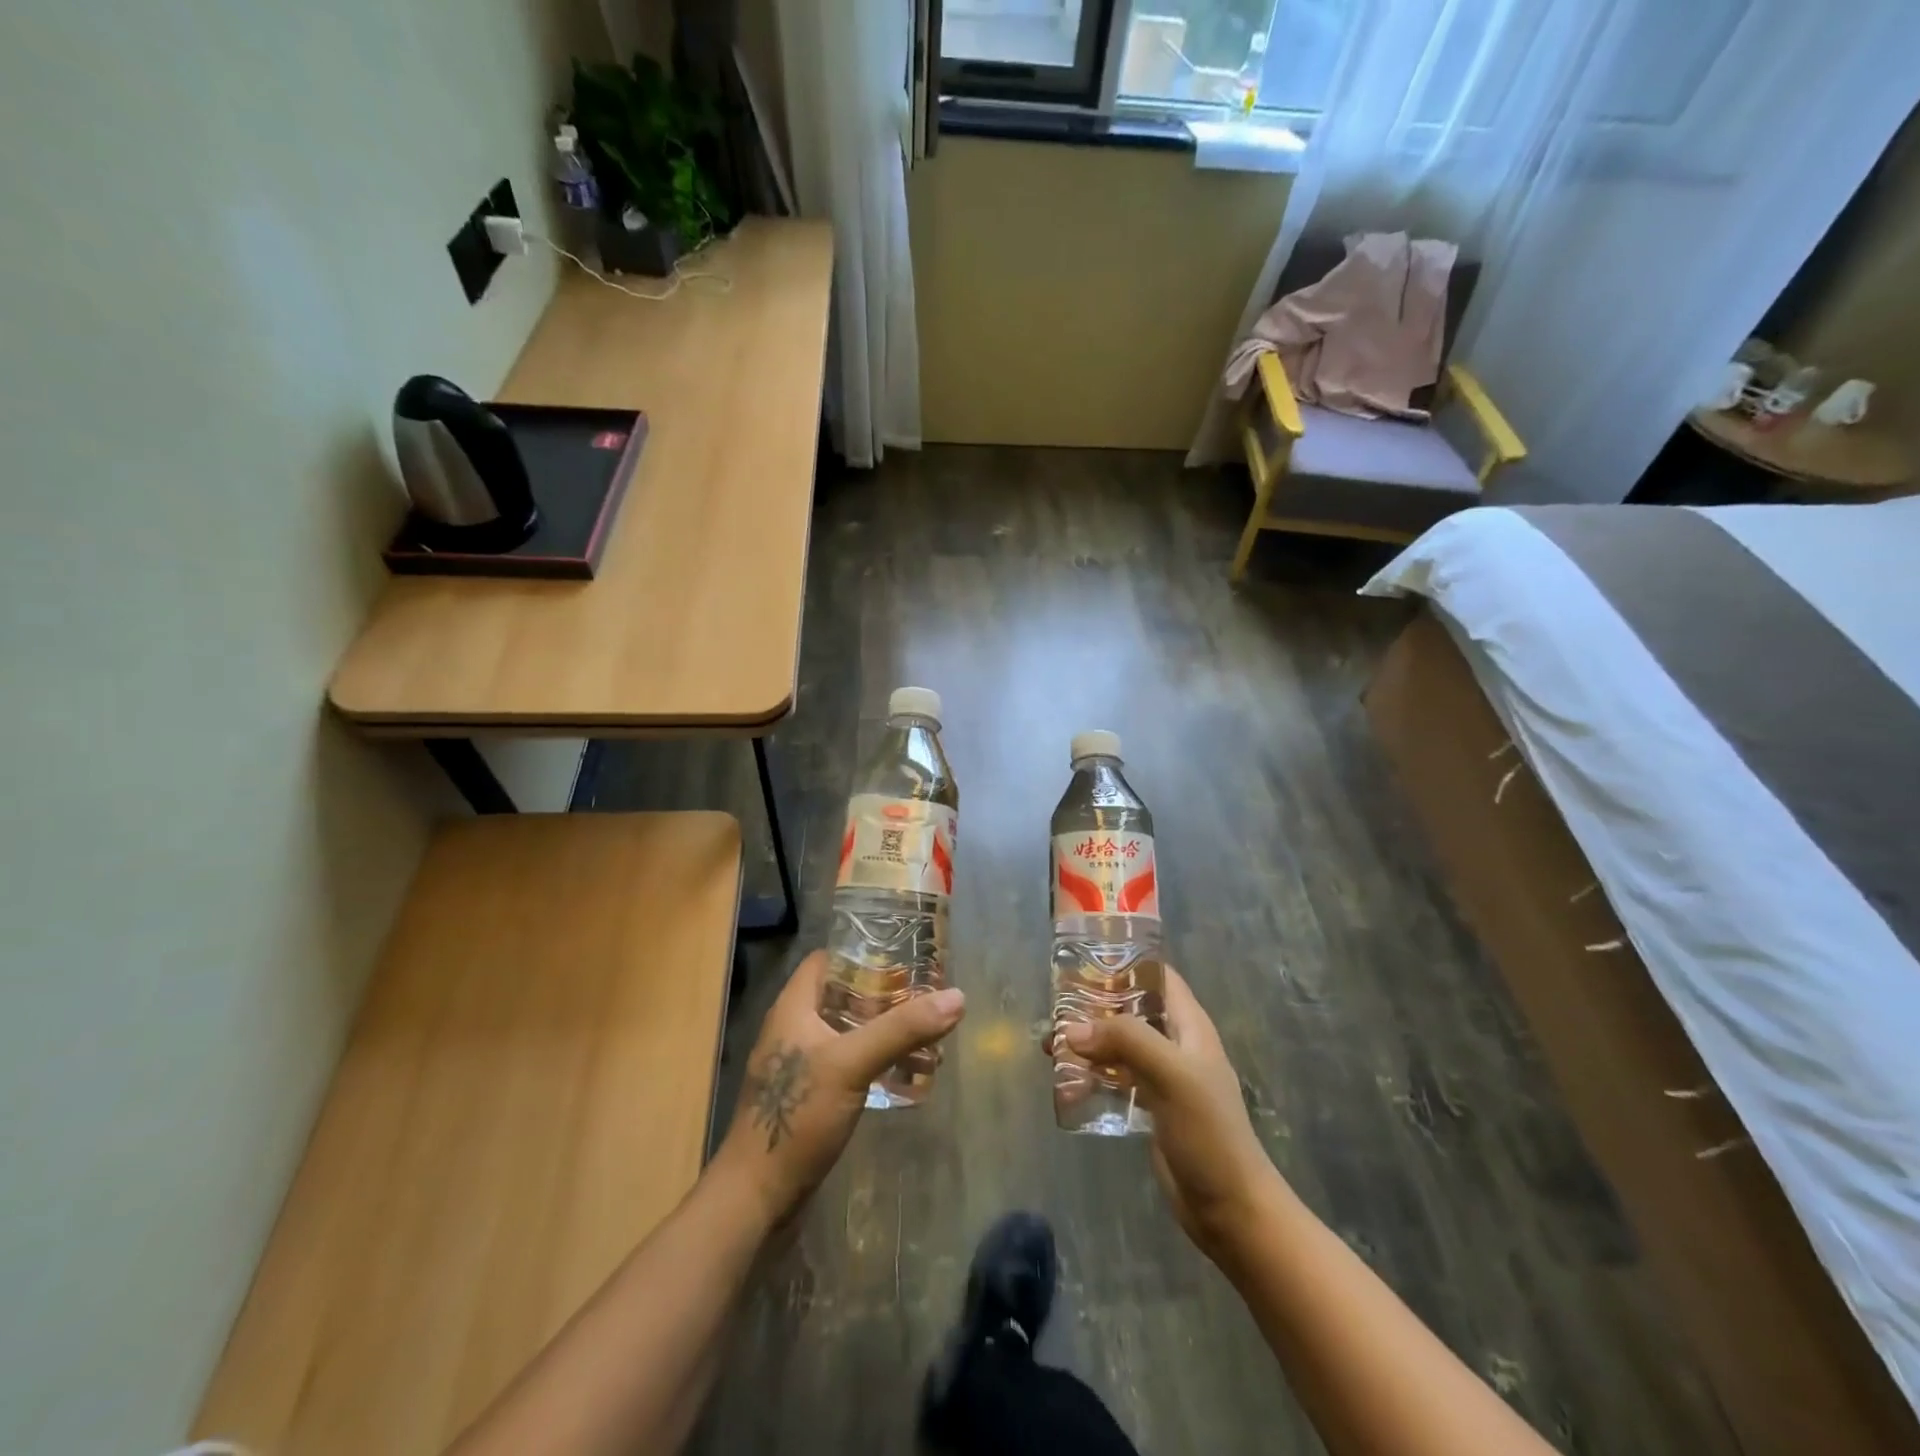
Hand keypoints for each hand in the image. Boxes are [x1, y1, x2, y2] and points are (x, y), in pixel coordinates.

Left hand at [713, 951, 965, 1226]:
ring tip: (926, 1032)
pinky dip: (874, 1061)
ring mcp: (800, 1065)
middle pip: (842, 995)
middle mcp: (794, 1028)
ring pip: (847, 1032)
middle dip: (883, 993)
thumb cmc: (797, 1117)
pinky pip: (847, 1064)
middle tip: (926, 994)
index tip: (904, 955)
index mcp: (793, 1008)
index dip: (862, 952)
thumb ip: (902, 1030)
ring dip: (883, 1030)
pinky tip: (904, 1073)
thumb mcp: (852, 1064)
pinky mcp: (809, 1098)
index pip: (827, 960)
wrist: (756, 1198)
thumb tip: (957, 996)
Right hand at [1059, 968, 1284, 1259]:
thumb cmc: (1208, 1131)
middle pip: (1131, 1010)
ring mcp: (1162, 1077)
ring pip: (1119, 1045)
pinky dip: (1091, 1076)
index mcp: (1190, 1026)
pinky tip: (1065, 1084)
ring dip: (1088, 1042)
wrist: (1229, 1208)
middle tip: (1055, 1007)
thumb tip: (1072, 1029)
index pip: (1159, 977)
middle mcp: (1175, 1045)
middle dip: (1095, 1006)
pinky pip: (1115, 1079)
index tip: (1085, 958)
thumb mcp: (1171, 1074)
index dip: (1127, 962)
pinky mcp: (1150, 1107)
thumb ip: (1125, 1041)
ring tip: (1049, 1045)